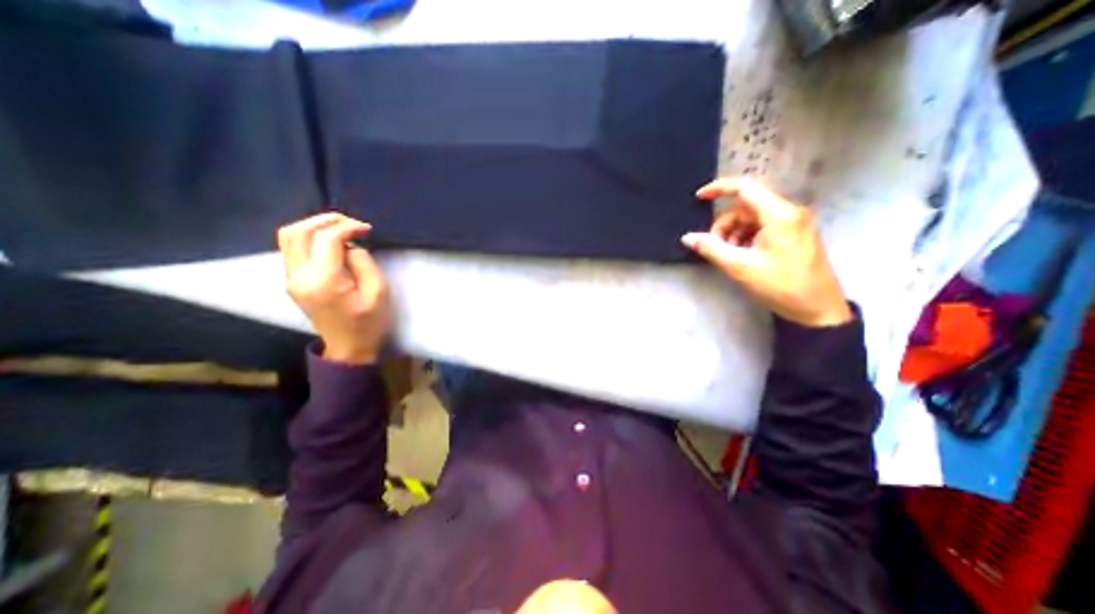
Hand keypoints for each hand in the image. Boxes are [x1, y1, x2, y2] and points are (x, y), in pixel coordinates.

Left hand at [278, 212, 392, 360]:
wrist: (348, 347)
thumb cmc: (369, 322)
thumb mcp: (378, 293)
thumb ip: (364, 263)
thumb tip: (351, 246)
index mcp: (324, 282)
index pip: (326, 239)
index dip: (347, 227)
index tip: (366, 229)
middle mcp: (299, 277)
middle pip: (299, 232)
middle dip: (327, 220)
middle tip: (352, 223)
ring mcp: (291, 279)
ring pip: (289, 237)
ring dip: (314, 225)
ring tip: (341, 227)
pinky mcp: (293, 281)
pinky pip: (292, 248)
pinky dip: (309, 236)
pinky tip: (330, 240)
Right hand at [682, 178, 849, 327]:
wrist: (818, 309)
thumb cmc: (780, 286)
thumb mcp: (740, 267)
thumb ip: (711, 249)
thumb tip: (688, 237)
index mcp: (779, 215)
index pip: (745, 188)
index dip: (719, 188)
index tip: (698, 197)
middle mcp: (790, 212)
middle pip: (747, 207)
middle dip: (725, 224)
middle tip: (715, 247)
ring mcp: (795, 223)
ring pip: (754, 218)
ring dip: (735, 232)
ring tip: (729, 255)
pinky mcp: (796, 234)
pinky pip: (764, 226)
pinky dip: (748, 237)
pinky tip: (743, 256)